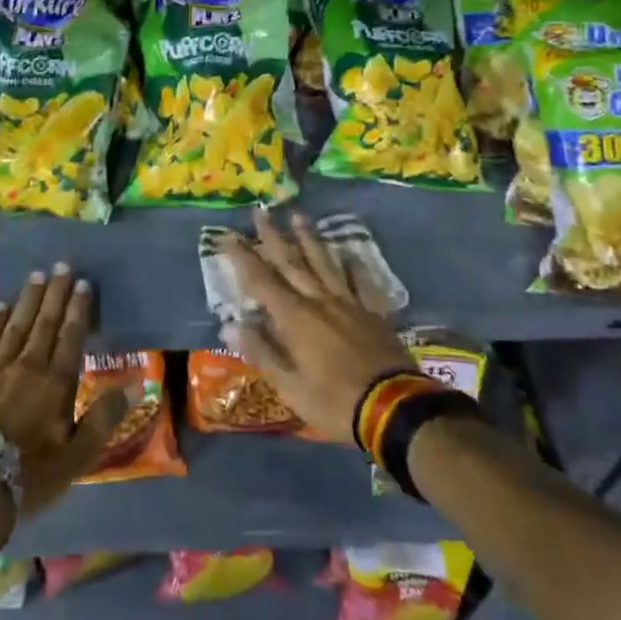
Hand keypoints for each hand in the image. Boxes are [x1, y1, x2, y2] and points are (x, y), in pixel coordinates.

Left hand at [0, 264, 127, 522]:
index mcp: (56, 382)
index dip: (79, 309)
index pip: (72, 336)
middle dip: (56, 293)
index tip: (83, 284)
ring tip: (36, 276)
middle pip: (45, 322)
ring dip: (28, 299)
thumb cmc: (28, 477)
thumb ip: (104, 417)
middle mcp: (28, 365)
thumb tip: (136, 383)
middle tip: (62, 265)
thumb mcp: (77, 457)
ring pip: (16, 324)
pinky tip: (0, 306)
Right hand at [215, 209, 416, 444]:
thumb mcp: (290, 385)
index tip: (227, 235)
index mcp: (295, 318)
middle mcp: (319, 301)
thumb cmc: (335, 402)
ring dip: (309, 239)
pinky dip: (354, 266)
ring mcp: (349, 304)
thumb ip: (261, 351)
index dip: (242, 257)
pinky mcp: (373, 314)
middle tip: (260, 211)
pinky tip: (349, 253)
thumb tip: (229, 323)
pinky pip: (361, 282)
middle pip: (292, 263)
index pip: (261, 281)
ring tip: (298, 216)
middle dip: (273, 237)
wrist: (394, 409)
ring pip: (324, 263)